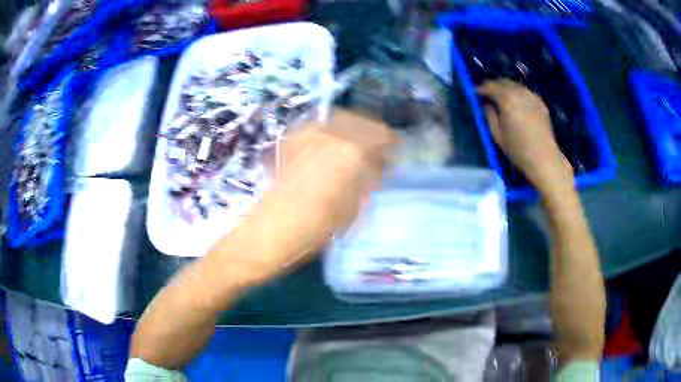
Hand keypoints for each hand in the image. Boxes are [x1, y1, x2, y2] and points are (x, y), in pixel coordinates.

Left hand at [209, 109, 398, 283]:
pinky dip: (331, 134)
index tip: (396, 149)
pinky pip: (319, 128)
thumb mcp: (356, 204)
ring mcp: (307, 134)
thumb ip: (370, 177)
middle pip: (359, 120)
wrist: (274, 229)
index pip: (380, 134)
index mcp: (351, 150)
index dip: (391, 140)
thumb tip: (379, 164)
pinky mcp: (292, 140)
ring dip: (351, 130)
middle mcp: (329, 133)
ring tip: (355, 147)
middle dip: (372, 132)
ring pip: (338, 120)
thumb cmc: (320, 225)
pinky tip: (331, 150)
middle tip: (377, 148)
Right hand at [476, 79, 573, 195]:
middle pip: (503, 82)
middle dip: (494, 86)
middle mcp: (519, 91)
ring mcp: (532, 96)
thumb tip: (486, 104)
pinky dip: (518, 95)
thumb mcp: (497, 134)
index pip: (490, 86)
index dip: (481, 88)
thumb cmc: (518, 148)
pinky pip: (526, 93)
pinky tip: (518, 105)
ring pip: (515, 86)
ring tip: (503, 100)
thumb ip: (489, 115)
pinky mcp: (540, 103)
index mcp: (506, 98)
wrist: (544, 158)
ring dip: (507, 89)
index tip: (475, 93)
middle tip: (488, 95)